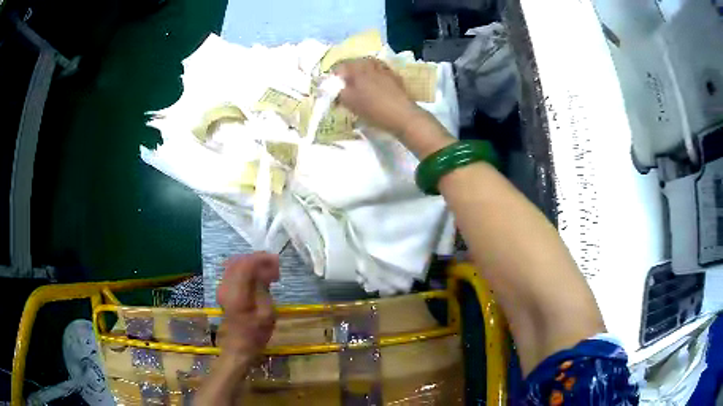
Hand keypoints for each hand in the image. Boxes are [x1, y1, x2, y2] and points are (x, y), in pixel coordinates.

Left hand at [216, 253, 279, 359]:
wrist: (239, 346)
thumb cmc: (256, 333)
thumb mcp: (266, 312)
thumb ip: (263, 288)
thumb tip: (266, 270)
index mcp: (237, 292)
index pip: (246, 263)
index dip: (262, 258)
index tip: (277, 262)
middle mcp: (226, 285)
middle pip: (240, 260)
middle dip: (258, 259)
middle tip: (275, 267)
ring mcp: (223, 287)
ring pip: (236, 264)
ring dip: (252, 264)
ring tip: (268, 272)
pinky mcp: (224, 291)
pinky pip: (234, 272)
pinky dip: (246, 270)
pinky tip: (258, 279)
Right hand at [334, 58, 424, 134]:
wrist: (402, 115)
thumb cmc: (372, 108)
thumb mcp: (348, 102)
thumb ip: (336, 92)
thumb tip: (331, 88)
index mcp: (356, 66)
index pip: (338, 67)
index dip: (333, 79)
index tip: (333, 91)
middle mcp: (370, 62)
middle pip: (353, 66)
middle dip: (347, 77)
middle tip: (346, 92)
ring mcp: (384, 68)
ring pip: (366, 69)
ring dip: (361, 78)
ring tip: (360, 92)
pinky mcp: (395, 76)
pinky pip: (378, 75)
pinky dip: (373, 80)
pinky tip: (375, 92)